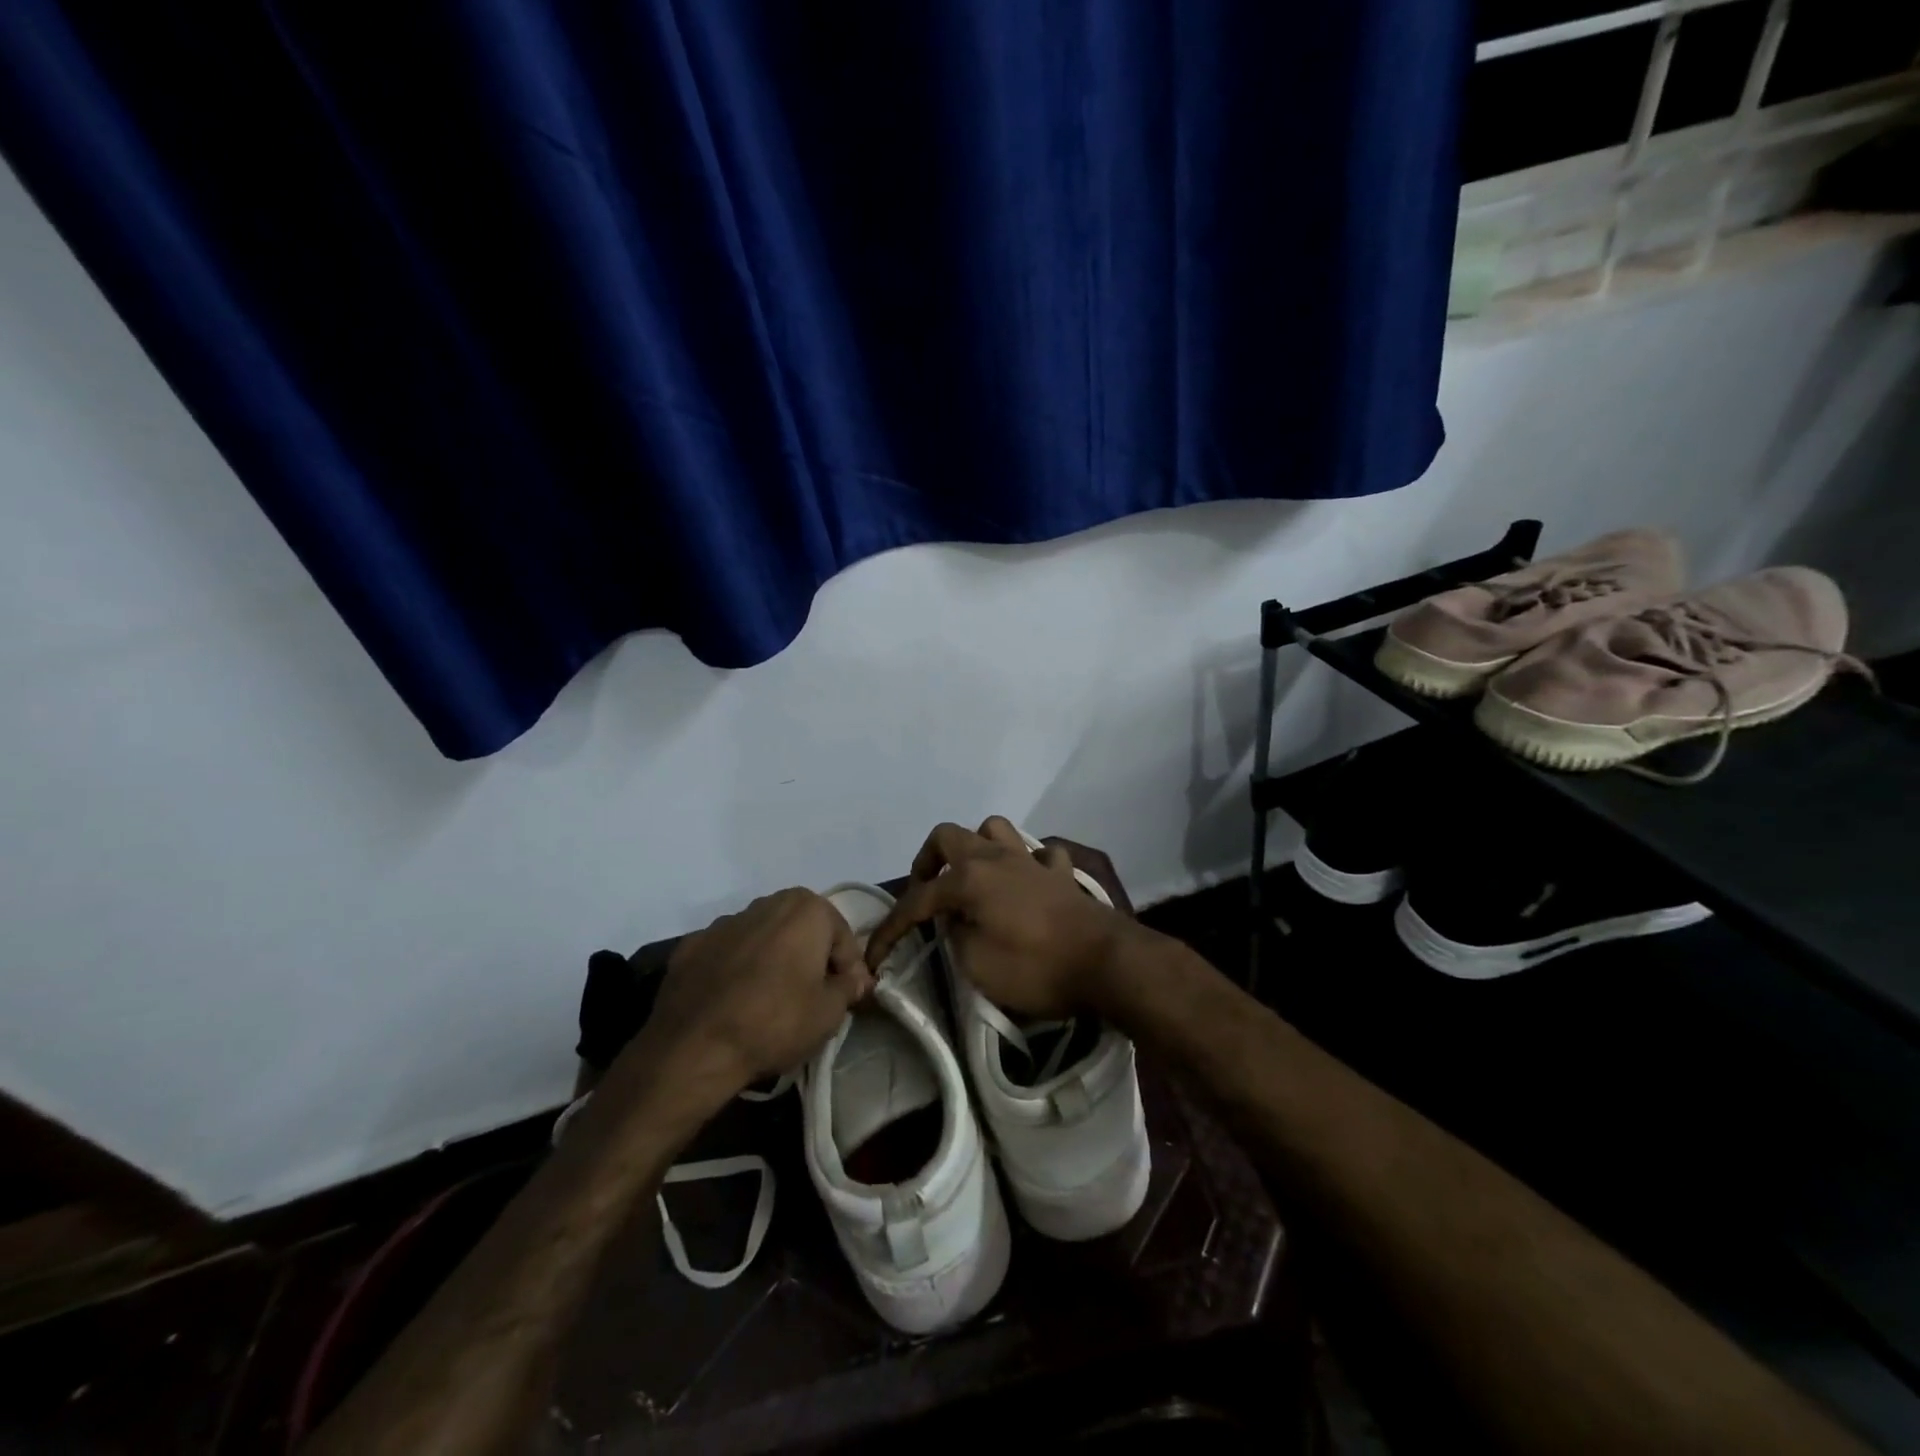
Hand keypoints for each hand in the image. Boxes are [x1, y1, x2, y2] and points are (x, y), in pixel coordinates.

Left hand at [640, 889, 872, 1096]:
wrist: (694, 1047)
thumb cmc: (776, 1022)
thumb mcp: (830, 1012)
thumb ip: (849, 987)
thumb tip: (855, 979)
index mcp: (806, 909)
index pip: (842, 938)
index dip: (850, 969)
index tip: (850, 997)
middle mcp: (766, 903)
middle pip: (802, 929)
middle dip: (811, 957)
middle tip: (815, 994)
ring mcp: (724, 923)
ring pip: (763, 938)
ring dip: (773, 960)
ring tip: (772, 1000)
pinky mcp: (691, 945)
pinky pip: (728, 954)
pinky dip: (737, 970)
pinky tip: (736, 1001)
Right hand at [864, 817, 1151, 1018]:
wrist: (1104, 962)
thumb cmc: (1035, 967)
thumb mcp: (977, 966)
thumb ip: (955, 938)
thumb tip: (953, 923)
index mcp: (969, 878)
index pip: (918, 899)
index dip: (891, 928)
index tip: (874, 955)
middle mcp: (995, 857)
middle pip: (948, 837)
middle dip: (928, 862)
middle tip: (926, 894)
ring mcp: (1030, 860)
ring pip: (995, 830)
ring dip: (977, 848)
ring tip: (972, 878)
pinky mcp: (1060, 874)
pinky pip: (1038, 855)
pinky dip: (1026, 864)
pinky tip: (1024, 884)